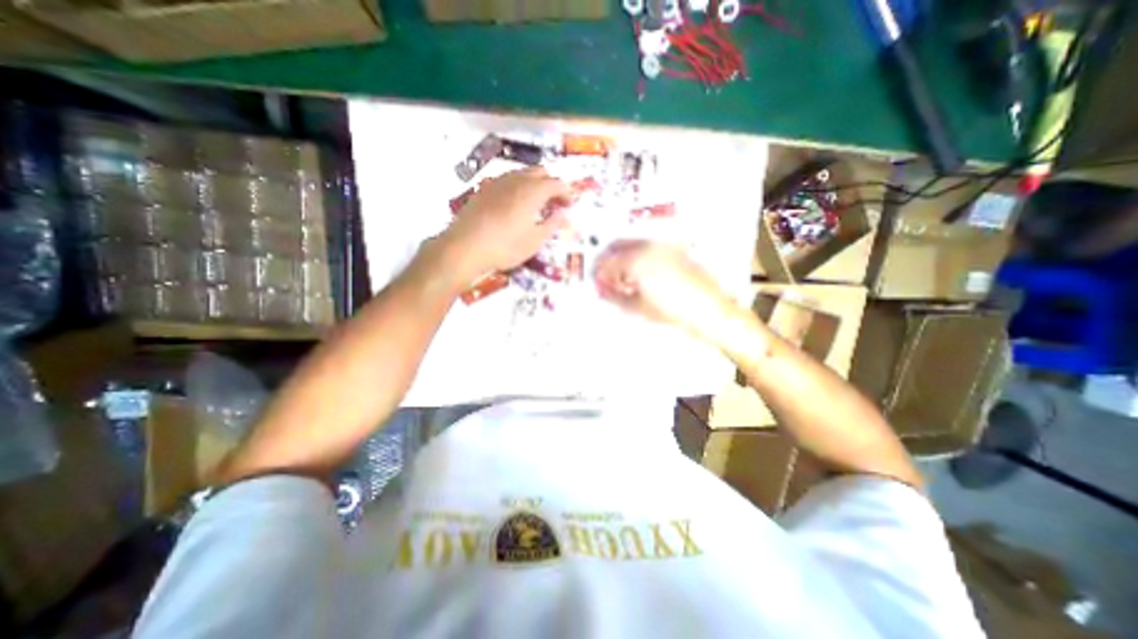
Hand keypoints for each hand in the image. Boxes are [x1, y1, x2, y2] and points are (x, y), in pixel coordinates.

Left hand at [439, 167, 572, 284]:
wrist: (465, 247)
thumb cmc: (506, 246)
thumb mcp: (535, 240)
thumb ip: (553, 224)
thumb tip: (566, 216)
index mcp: (533, 191)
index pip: (557, 183)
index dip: (567, 193)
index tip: (571, 205)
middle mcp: (516, 180)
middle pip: (540, 172)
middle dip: (551, 184)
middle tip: (555, 203)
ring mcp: (497, 182)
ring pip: (522, 174)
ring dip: (534, 184)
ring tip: (536, 204)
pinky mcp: (483, 189)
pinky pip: (506, 181)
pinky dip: (517, 187)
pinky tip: (514, 205)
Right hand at [592, 239, 742, 335]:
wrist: (708, 310)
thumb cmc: (675, 310)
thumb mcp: (638, 306)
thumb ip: (615, 296)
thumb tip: (604, 291)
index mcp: (638, 261)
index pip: (608, 261)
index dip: (599, 272)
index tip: (597, 280)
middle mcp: (650, 248)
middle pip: (619, 245)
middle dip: (609, 260)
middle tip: (605, 275)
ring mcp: (664, 247)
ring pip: (634, 245)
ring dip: (623, 257)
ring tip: (621, 276)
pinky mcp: (675, 251)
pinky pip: (649, 248)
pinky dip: (638, 257)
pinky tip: (639, 273)